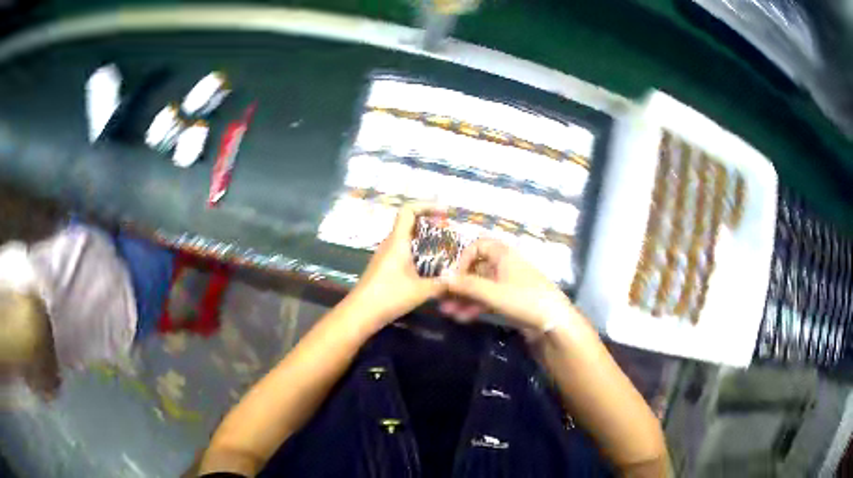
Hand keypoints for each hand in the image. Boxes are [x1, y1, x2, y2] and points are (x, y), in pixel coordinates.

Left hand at [346, 204, 445, 328]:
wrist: (360, 313)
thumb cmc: (389, 296)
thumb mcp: (421, 291)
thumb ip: (441, 284)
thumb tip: (458, 280)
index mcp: (397, 241)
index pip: (408, 211)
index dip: (426, 206)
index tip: (443, 212)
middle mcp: (389, 244)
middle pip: (408, 224)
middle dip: (428, 224)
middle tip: (448, 232)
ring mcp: (384, 255)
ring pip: (405, 239)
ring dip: (422, 240)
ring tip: (442, 249)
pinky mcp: (382, 267)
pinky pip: (401, 251)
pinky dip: (416, 252)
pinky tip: (427, 267)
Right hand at [441, 238, 582, 333]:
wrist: (554, 321)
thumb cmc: (525, 299)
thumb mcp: (493, 292)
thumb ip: (466, 285)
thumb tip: (440, 276)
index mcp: (503, 255)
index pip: (478, 246)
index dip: (463, 259)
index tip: (455, 277)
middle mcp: (505, 265)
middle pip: (476, 269)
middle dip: (459, 285)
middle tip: (442, 299)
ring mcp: (508, 283)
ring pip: (481, 287)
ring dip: (464, 298)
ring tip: (448, 313)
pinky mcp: (511, 300)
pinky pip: (488, 299)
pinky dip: (475, 306)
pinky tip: (462, 318)